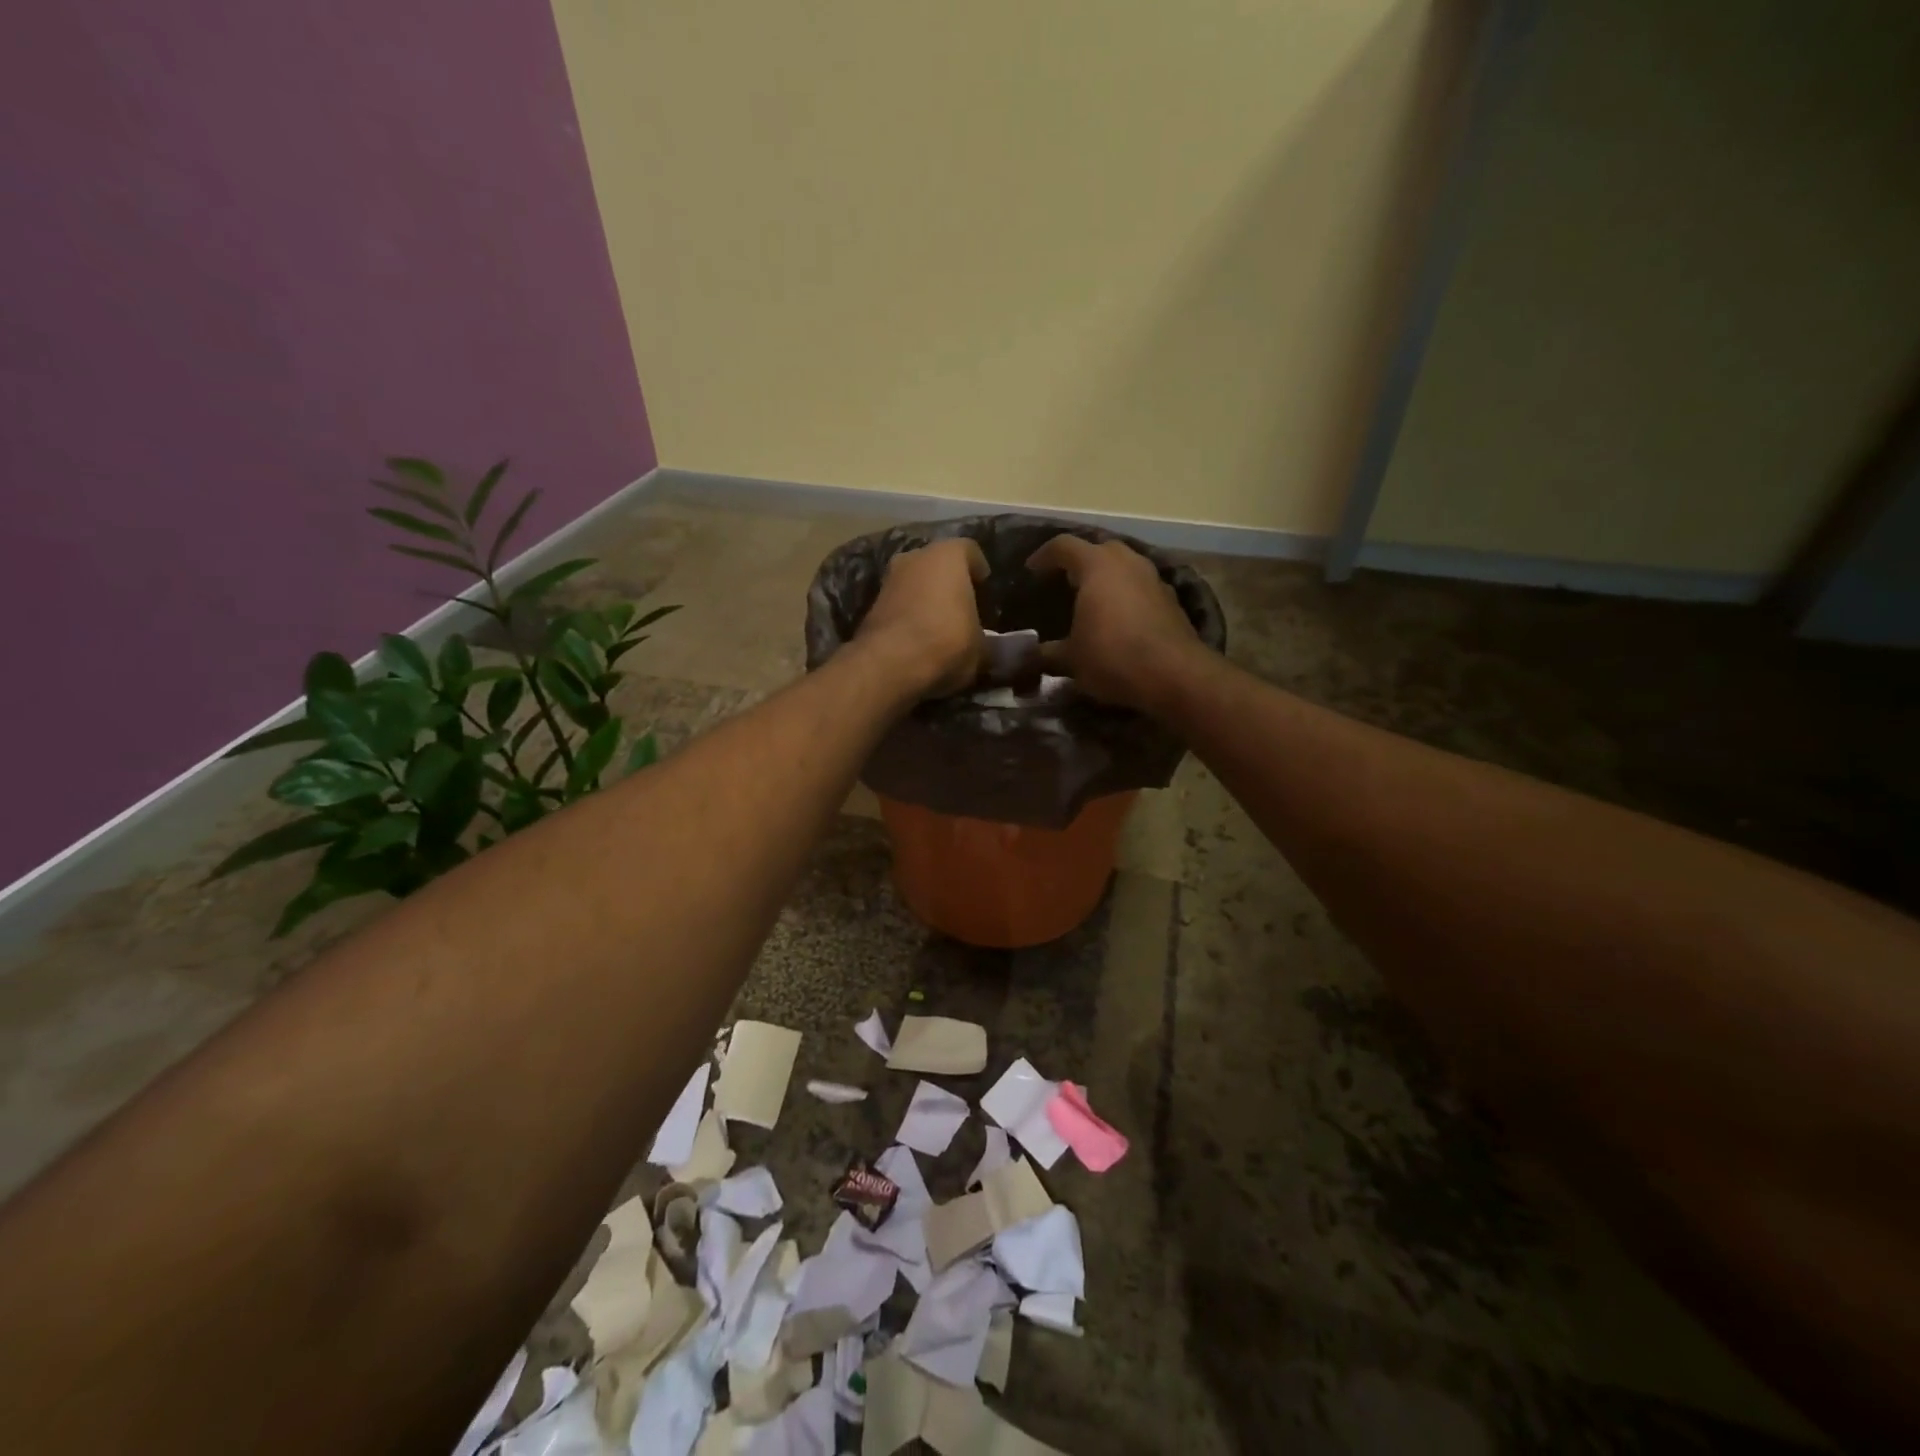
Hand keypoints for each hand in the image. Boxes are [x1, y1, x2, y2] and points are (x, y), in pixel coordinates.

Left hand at [855, 537, 990, 697]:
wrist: (889, 665)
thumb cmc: (946, 643)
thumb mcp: (983, 650)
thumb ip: (994, 643)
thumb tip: (1010, 652)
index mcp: (948, 555)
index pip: (970, 551)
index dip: (979, 570)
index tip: (985, 589)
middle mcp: (915, 557)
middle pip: (938, 564)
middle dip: (950, 582)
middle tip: (964, 607)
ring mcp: (889, 579)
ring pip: (915, 582)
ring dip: (927, 598)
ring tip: (941, 625)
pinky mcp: (871, 604)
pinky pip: (899, 603)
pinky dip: (909, 614)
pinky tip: (919, 637)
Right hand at [1025, 535, 1202, 709]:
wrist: (1174, 675)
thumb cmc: (1112, 657)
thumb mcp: (1071, 659)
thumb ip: (1048, 652)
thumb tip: (1030, 655)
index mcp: (1096, 566)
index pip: (1063, 546)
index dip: (1044, 556)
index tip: (1031, 570)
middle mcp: (1127, 562)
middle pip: (1099, 549)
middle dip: (1080, 562)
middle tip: (1064, 581)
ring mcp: (1153, 578)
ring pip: (1124, 566)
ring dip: (1107, 578)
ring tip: (1092, 599)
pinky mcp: (1171, 599)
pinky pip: (1141, 587)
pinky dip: (1126, 595)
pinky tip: (1119, 618)